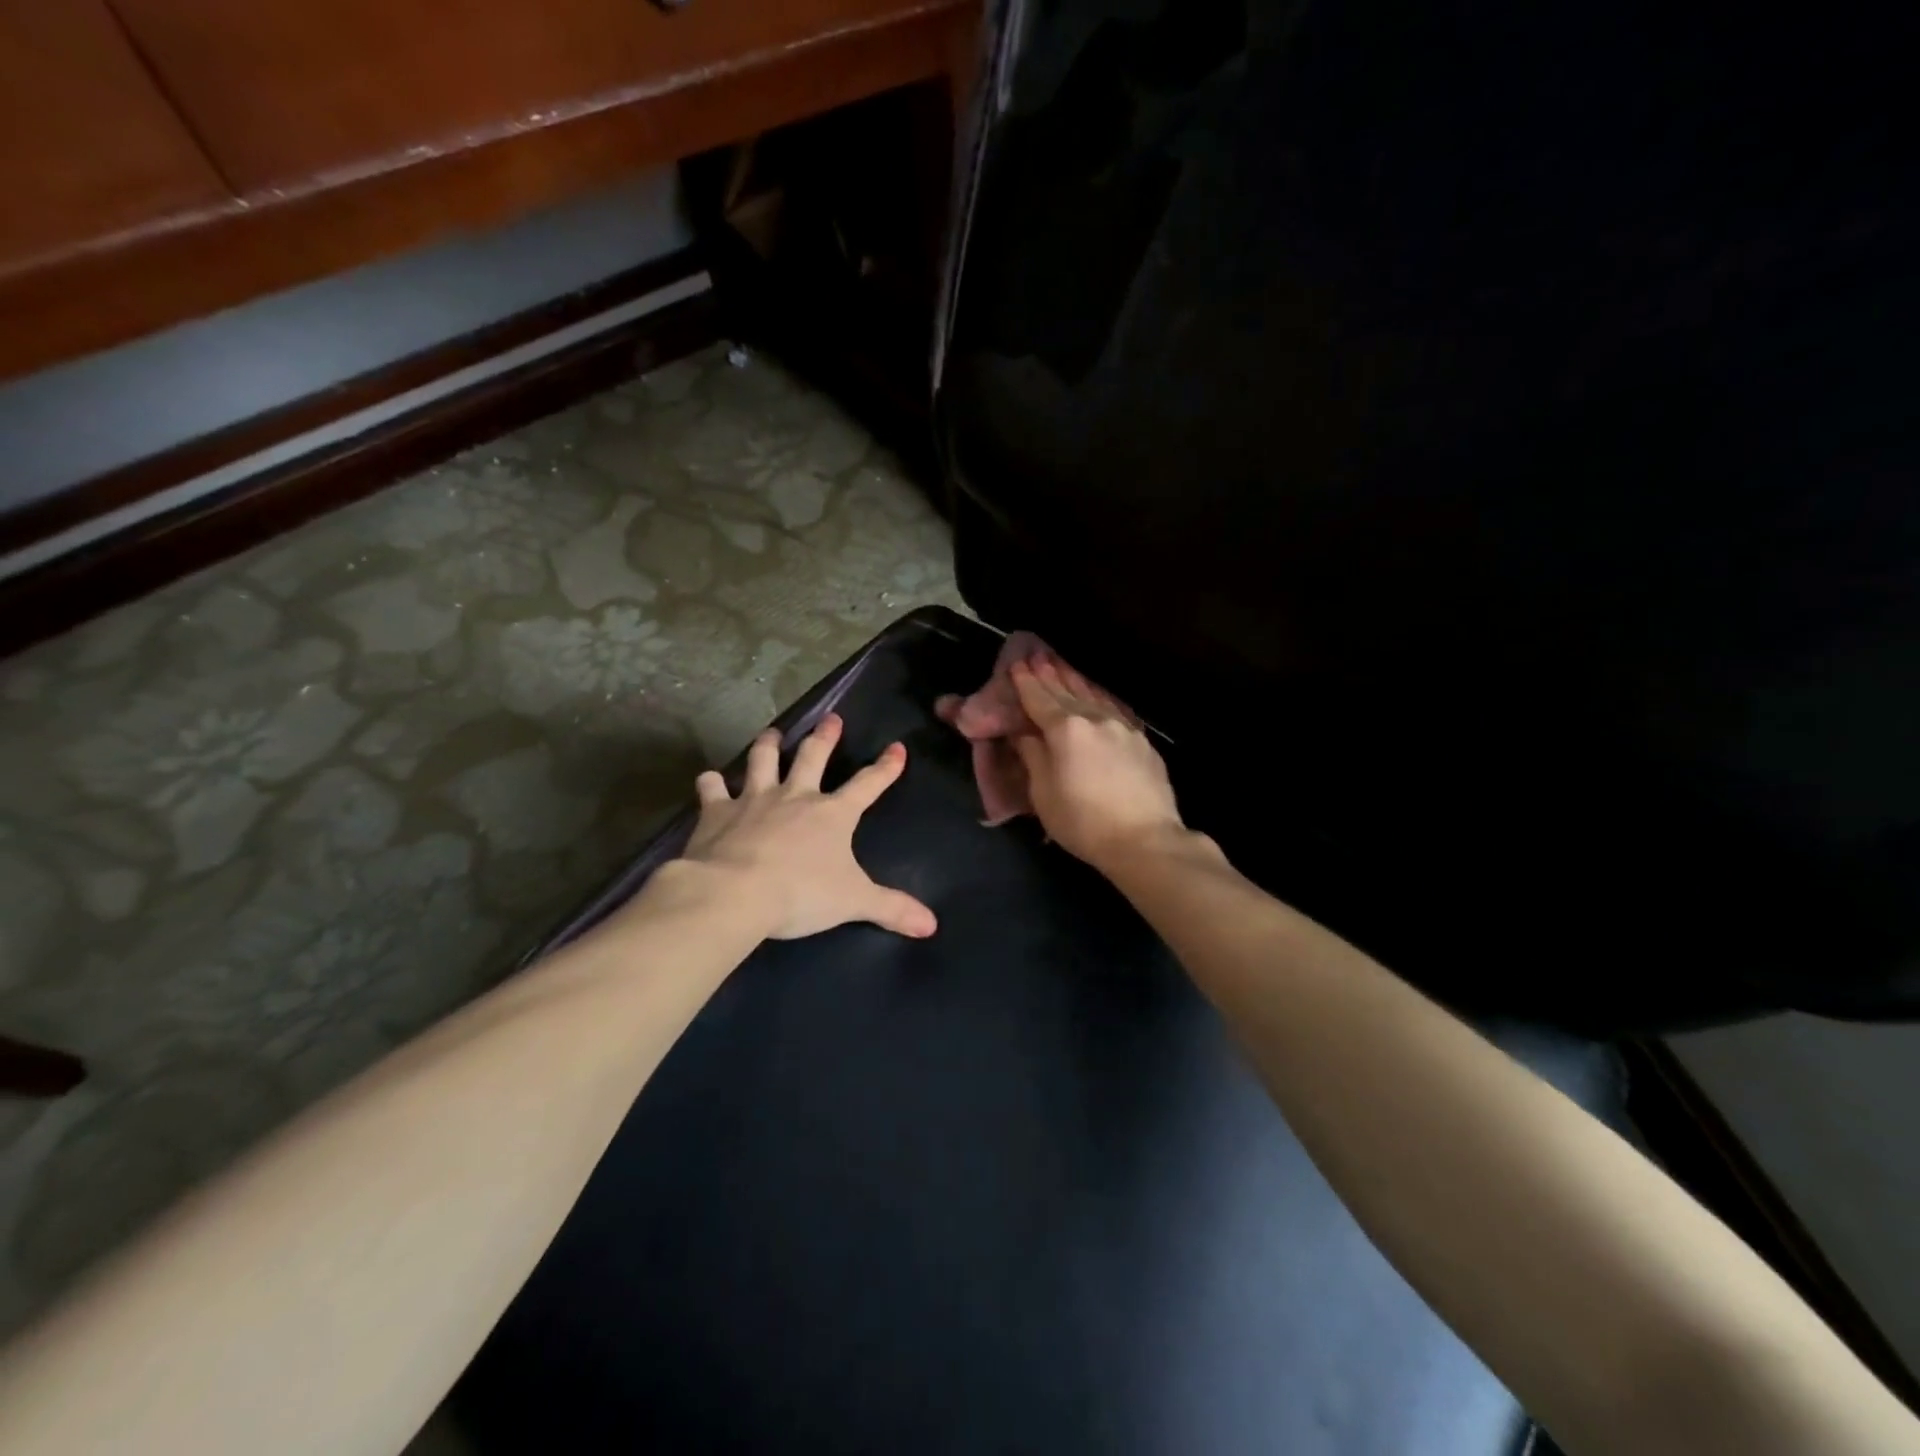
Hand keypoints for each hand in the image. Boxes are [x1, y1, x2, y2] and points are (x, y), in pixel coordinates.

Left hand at [678, 714, 937, 940]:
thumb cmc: (800, 894)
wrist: (734, 892)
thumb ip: (892, 909)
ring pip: (763, 760)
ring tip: (772, 733)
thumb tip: (931, 925)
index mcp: (832, 814)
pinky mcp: (716, 812)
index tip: (897, 747)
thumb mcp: (854, 902)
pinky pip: (712, 788)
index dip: (885, 767)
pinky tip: (709, 779)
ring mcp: (753, 799)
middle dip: (825, 737)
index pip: (868, 784)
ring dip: (768, 745)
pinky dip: (711, 782)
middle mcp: (795, 796)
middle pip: (813, 757)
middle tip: (831, 718)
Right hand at [1011, 659, 1185, 870]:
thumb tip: (1025, 734)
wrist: (1145, 840)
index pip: (1039, 700)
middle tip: (1037, 656)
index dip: (1026, 683)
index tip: (1016, 664)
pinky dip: (1098, 698)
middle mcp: (1095, 719)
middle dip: (1050, 674)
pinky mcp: (1142, 742)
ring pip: (1094, 696)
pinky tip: (1097, 697)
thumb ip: (1033, 757)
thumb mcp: (1044, 795)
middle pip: (1067, 692)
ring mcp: (1123, 728)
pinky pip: (1113, 710)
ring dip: (1075, 681)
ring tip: (1063, 666)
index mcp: (1066, 730)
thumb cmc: (1084, 822)